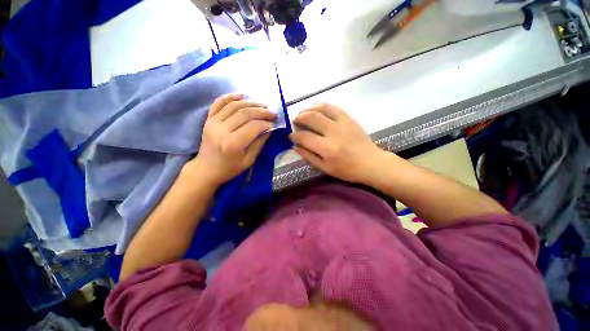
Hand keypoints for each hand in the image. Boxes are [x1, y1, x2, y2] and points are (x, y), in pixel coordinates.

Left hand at [188, 93, 276, 185]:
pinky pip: (218, 103)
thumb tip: (269, 129)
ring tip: (263, 105)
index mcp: (233, 144)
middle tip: (272, 113)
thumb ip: (259, 143)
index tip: (274, 124)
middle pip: (245, 113)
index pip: (253, 127)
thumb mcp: (248, 161)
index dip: (266, 123)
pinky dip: (230, 97)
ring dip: (251, 103)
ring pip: (234, 106)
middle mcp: (221, 130)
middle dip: (262, 111)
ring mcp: (213, 123)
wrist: (206, 169)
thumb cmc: (229, 169)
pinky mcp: (208, 120)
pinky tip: (242, 95)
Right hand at [289, 103, 386, 184]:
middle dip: (298, 118)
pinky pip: (332, 107)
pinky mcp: (349, 118)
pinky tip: (315, 107)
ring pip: (320, 109)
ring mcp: (342, 123)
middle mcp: (333, 132)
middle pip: (311, 118)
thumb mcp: (325, 168)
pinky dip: (320, 105)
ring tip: (301, 112)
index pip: (304, 137)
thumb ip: (308, 156)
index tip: (291, 136)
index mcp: (327, 148)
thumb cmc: (347, 170)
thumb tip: (295, 146)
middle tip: (294, 121)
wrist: (371, 162)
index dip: (294, 135)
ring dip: (307, 109)